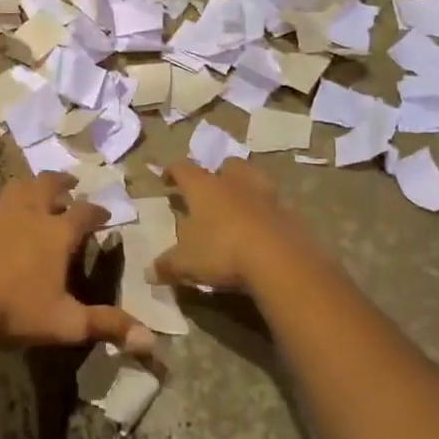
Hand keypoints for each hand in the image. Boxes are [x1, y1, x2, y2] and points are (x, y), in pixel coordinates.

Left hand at [0, 173, 154, 354]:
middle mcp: (31, 213)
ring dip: (29, 185)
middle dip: (63, 183)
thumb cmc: (17, 314)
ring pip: (17, 186)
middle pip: (50, 185)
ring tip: (34, 188)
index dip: (98, 212)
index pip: (85, 213)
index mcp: (58, 234)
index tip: (104, 215)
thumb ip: (108, 326)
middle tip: (70, 184)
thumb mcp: (68, 324)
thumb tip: (151, 341)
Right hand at [154, 160, 324, 296]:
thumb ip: (167, 265)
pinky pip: (273, 205)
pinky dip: (265, 212)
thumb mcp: (186, 263)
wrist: (279, 260)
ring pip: (253, 179)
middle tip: (210, 189)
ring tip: (238, 204)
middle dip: (217, 174)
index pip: (183, 169)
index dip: (172, 172)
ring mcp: (265, 194)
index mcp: (204, 187)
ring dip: (245, 187)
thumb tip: (149, 272)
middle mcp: (234, 182)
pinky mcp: (289, 212)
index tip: (166, 179)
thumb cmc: (222, 251)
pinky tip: (260, 228)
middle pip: (225, 166)